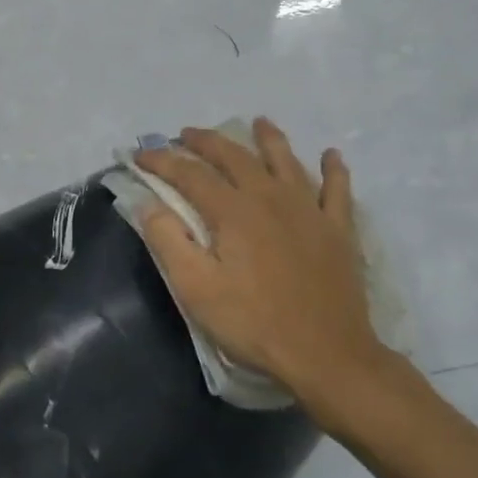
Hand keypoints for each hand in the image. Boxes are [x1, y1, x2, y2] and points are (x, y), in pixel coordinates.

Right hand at [134, 118, 396, 419]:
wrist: (327, 355)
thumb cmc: (254, 323)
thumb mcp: (197, 290)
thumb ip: (169, 241)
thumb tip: (149, 204)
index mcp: (233, 211)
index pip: (190, 174)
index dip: (162, 161)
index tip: (140, 154)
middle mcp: (270, 198)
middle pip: (235, 157)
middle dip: (207, 141)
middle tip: (187, 134)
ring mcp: (309, 210)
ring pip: (286, 161)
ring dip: (269, 138)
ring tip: (258, 122)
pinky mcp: (337, 230)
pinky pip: (337, 190)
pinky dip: (334, 169)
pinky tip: (332, 155)